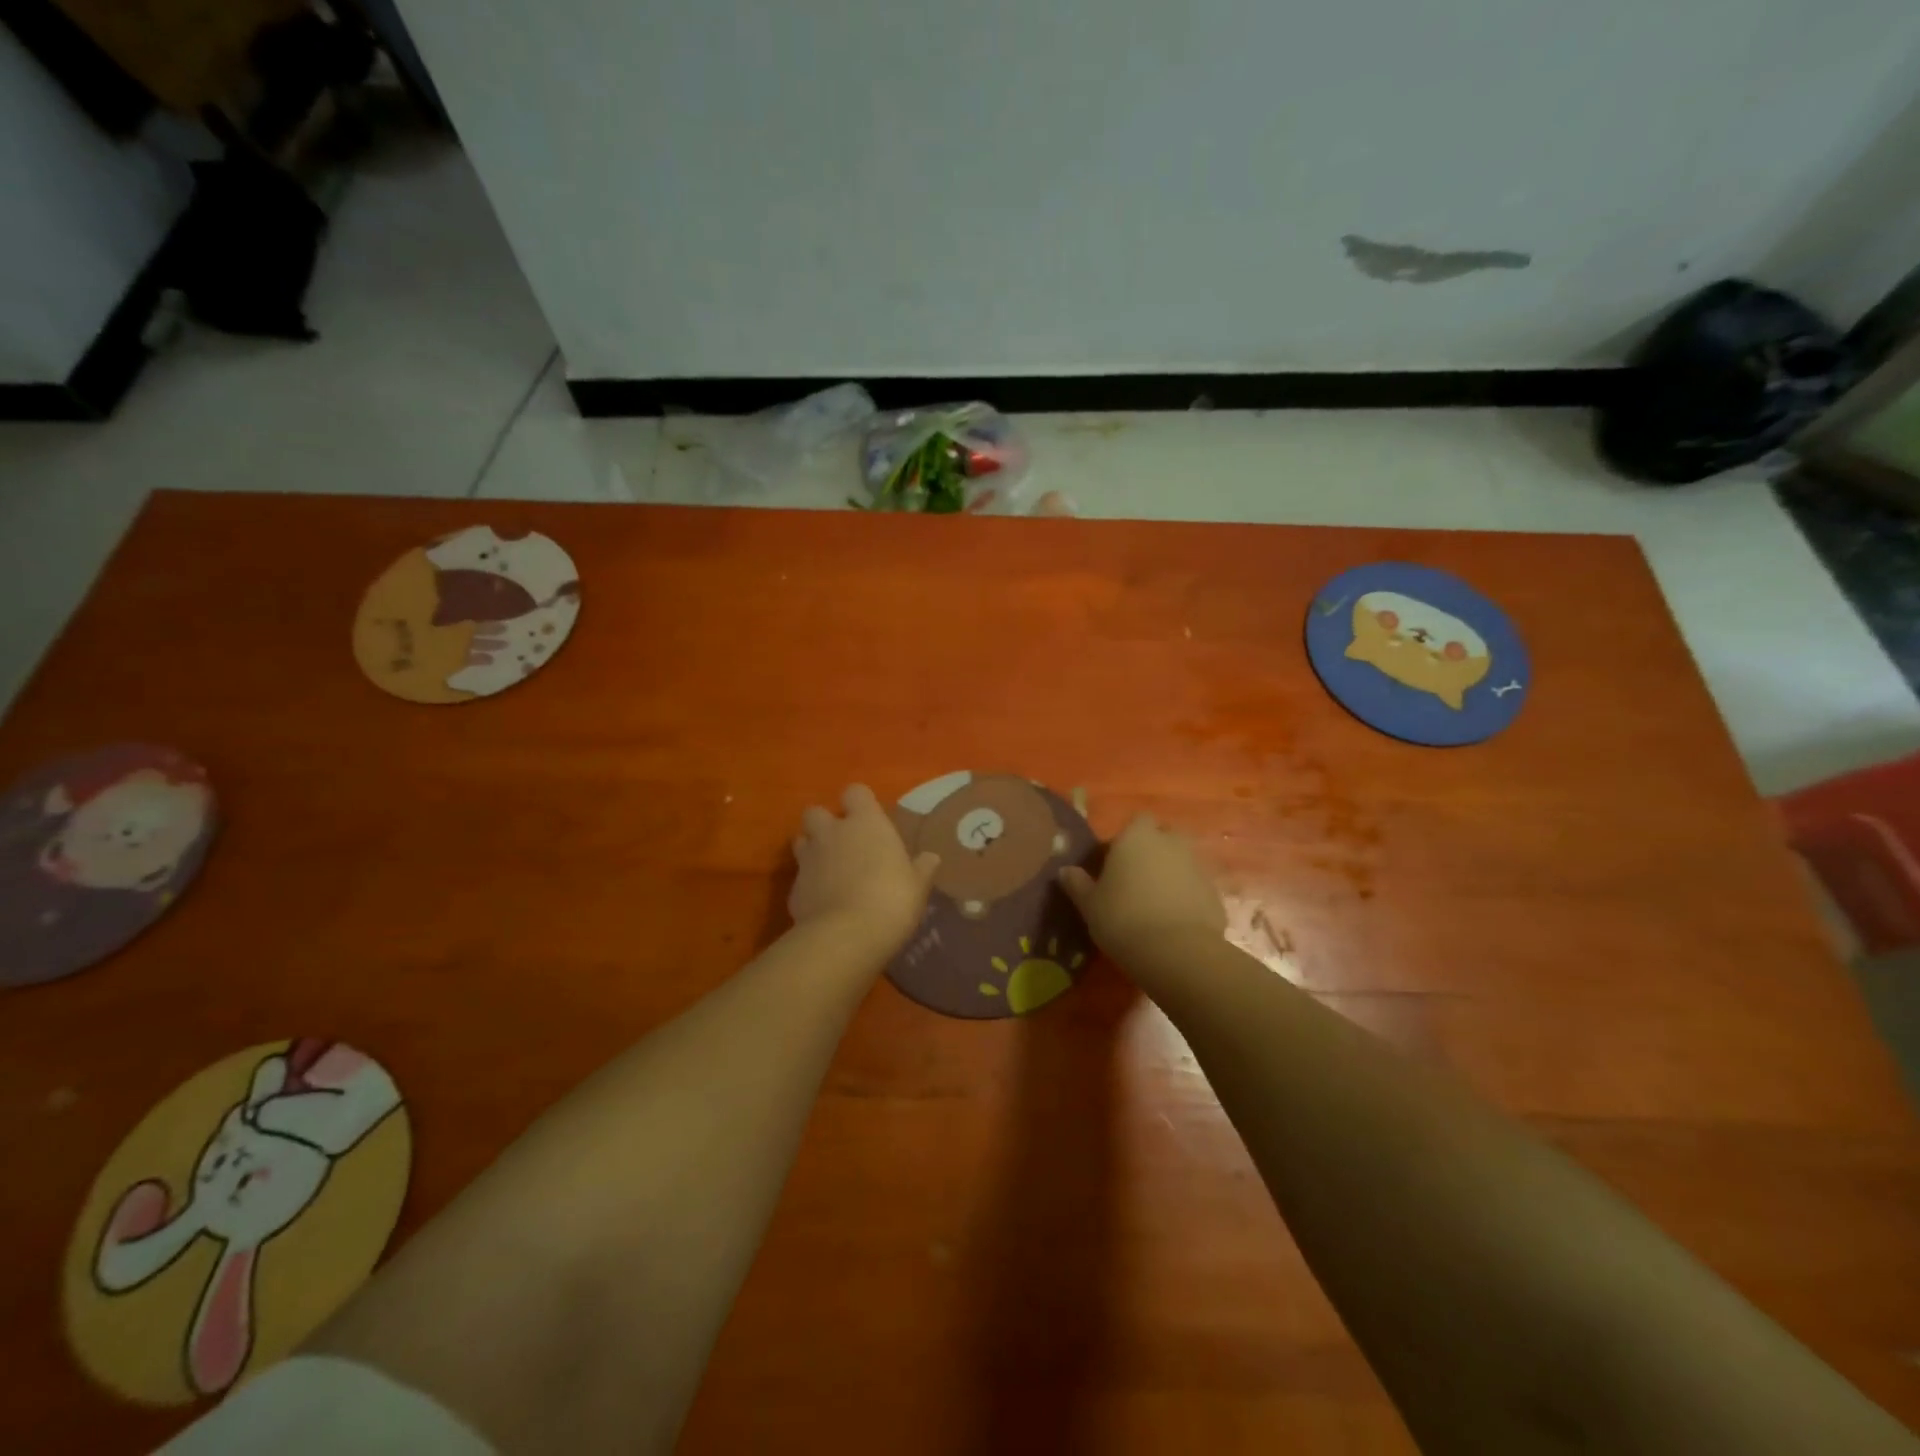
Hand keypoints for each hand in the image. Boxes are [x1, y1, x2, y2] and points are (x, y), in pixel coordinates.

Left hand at [790, 785, 939, 955]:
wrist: (846, 936)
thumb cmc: (891, 899)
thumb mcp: (918, 885)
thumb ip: (922, 868)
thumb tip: (931, 858)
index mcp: (865, 823)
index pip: (855, 792)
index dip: (859, 802)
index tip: (868, 818)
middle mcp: (832, 833)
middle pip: (816, 812)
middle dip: (825, 823)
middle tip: (843, 843)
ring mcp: (808, 860)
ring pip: (801, 841)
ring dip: (812, 850)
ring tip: (829, 870)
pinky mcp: (793, 889)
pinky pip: (799, 878)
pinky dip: (809, 886)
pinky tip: (823, 903)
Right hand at [1059, 814, 1224, 960]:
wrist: (1176, 952)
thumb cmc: (1123, 919)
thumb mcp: (1090, 905)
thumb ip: (1077, 884)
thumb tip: (1064, 871)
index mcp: (1137, 837)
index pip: (1137, 820)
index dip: (1128, 837)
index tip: (1116, 859)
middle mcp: (1170, 843)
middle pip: (1165, 835)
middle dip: (1155, 849)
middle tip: (1138, 876)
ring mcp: (1197, 866)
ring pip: (1183, 861)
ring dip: (1173, 873)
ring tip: (1156, 901)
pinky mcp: (1215, 892)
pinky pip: (1197, 886)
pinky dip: (1188, 895)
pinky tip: (1175, 919)